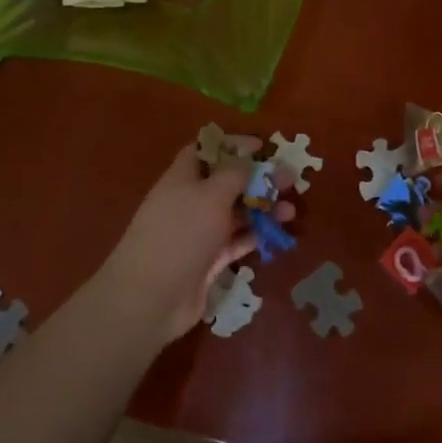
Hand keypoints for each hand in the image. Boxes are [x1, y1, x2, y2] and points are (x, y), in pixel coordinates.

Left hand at [96, 144, 292, 346]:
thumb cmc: (181, 233)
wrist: (151, 297)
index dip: (233, 145)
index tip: (262, 147)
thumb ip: (234, 174)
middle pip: (227, 182)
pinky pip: (235, 242)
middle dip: (258, 179)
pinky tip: (276, 235)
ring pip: (235, 213)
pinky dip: (254, 236)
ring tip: (290, 213)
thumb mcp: (211, 195)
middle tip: (290, 181)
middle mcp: (190, 201)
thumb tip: (247, 160)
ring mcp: (198, 233)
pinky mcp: (206, 261)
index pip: (206, 150)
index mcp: (183, 177)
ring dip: (262, 209)